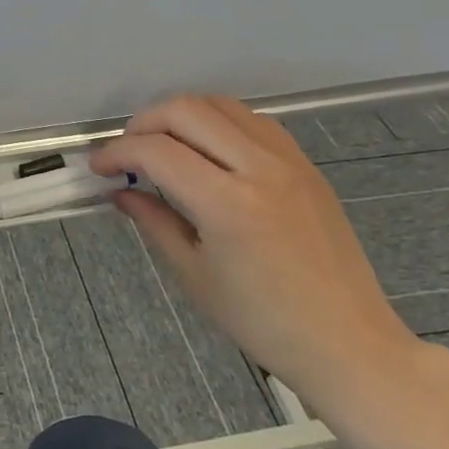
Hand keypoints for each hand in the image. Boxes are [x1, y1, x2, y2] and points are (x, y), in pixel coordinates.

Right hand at [90, 94, 425, 420]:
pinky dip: (218, 122)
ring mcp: (289, 161)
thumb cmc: (264, 323)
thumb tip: (120, 192)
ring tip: (162, 145)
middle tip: (126, 152)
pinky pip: (252, 120)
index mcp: (228, 205)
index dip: (116, 152)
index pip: (156, 151)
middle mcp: (260, 169)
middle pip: (186, 110)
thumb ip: (154, 221)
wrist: (350, 344)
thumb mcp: (194, 275)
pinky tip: (206, 151)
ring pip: (220, 105)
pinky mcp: (306, 165)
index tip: (98, 167)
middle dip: (143, 123)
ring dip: (181, 116)